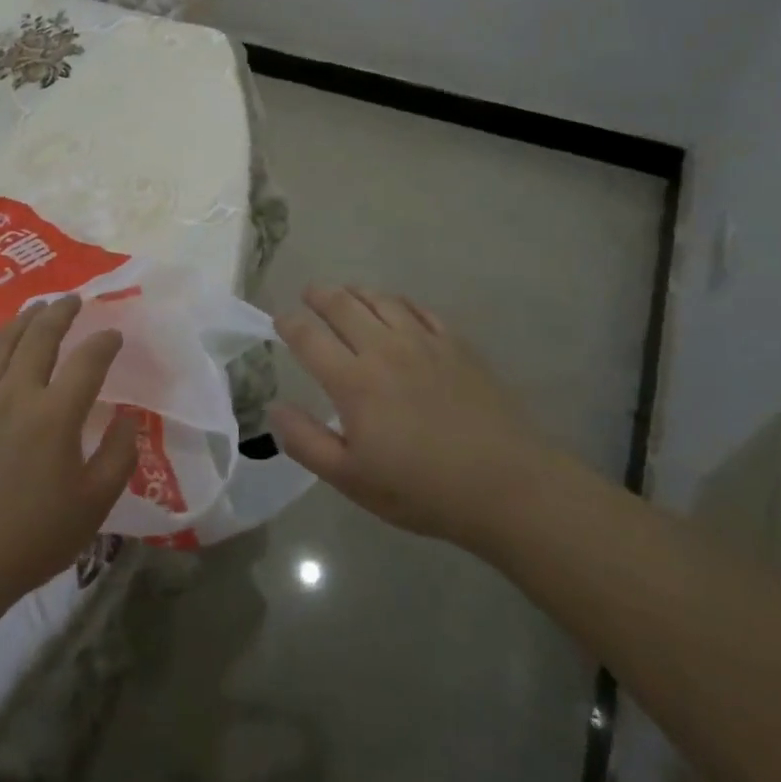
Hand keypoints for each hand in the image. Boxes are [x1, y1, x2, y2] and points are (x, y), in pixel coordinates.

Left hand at [0, 295, 138, 631]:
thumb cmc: (32, 537)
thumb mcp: (93, 504)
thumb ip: (119, 455)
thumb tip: (126, 416)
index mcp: (55, 414)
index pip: (87, 360)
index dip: (104, 342)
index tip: (114, 336)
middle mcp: (16, 392)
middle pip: (41, 335)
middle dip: (61, 312)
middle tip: (72, 300)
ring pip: (3, 341)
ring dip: (24, 320)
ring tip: (37, 309)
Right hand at [269, 284, 552, 542]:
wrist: (505, 484)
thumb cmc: (421, 489)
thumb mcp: (352, 479)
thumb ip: (306, 442)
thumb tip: (275, 407)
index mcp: (353, 381)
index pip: (308, 336)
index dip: (289, 323)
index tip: (280, 321)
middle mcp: (383, 349)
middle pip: (342, 305)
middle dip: (319, 295)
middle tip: (309, 294)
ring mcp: (423, 342)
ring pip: (381, 300)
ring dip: (356, 292)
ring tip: (346, 293)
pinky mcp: (456, 344)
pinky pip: (420, 309)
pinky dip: (399, 302)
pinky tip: (396, 308)